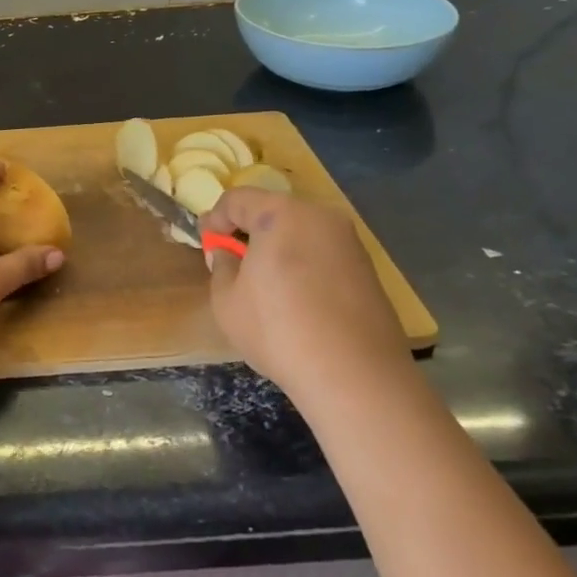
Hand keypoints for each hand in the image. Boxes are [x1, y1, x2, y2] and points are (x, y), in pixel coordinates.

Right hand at [202, 188, 409, 389]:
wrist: (355, 377)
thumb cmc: (279, 331)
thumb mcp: (227, 301)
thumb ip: (221, 267)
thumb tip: (227, 253)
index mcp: (281, 214)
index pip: (237, 199)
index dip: (215, 219)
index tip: (208, 246)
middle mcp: (320, 217)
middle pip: (273, 210)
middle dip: (249, 231)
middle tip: (234, 262)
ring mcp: (350, 242)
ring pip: (301, 232)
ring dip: (278, 248)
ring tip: (266, 284)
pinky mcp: (368, 270)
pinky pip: (323, 254)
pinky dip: (304, 264)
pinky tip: (298, 299)